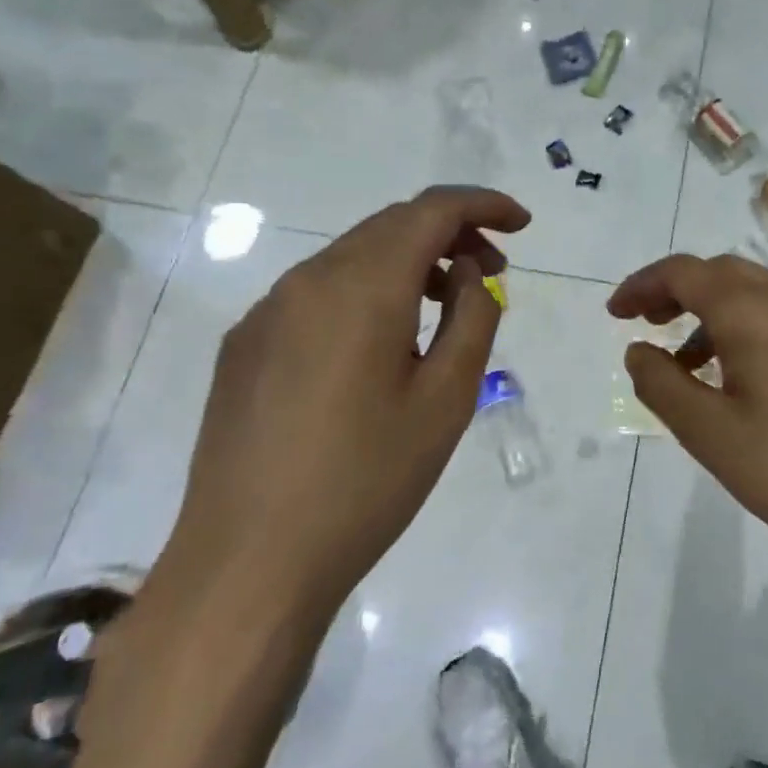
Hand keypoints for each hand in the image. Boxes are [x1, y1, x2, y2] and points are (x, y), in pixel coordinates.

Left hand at [165, 186, 530, 620]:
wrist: (249, 563)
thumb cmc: (366, 481)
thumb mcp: (447, 399)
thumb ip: (473, 318)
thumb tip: (470, 273)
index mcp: (361, 286)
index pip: (430, 210)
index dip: (482, 205)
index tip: (521, 224)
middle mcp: (307, 280)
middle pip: (390, 226)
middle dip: (450, 234)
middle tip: (493, 272)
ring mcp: (268, 311)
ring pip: (352, 257)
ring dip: (408, 263)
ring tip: (445, 307)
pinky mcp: (246, 345)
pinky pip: (318, 293)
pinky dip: (366, 292)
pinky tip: (381, 344)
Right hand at [609, 254, 767, 586]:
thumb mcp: (712, 435)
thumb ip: (663, 386)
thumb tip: (636, 350)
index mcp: (751, 311)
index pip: (683, 273)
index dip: (642, 286)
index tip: (615, 313)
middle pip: (719, 274)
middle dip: (674, 292)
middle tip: (645, 325)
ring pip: (752, 295)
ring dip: (710, 314)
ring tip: (686, 364)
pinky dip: (744, 330)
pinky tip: (741, 379)